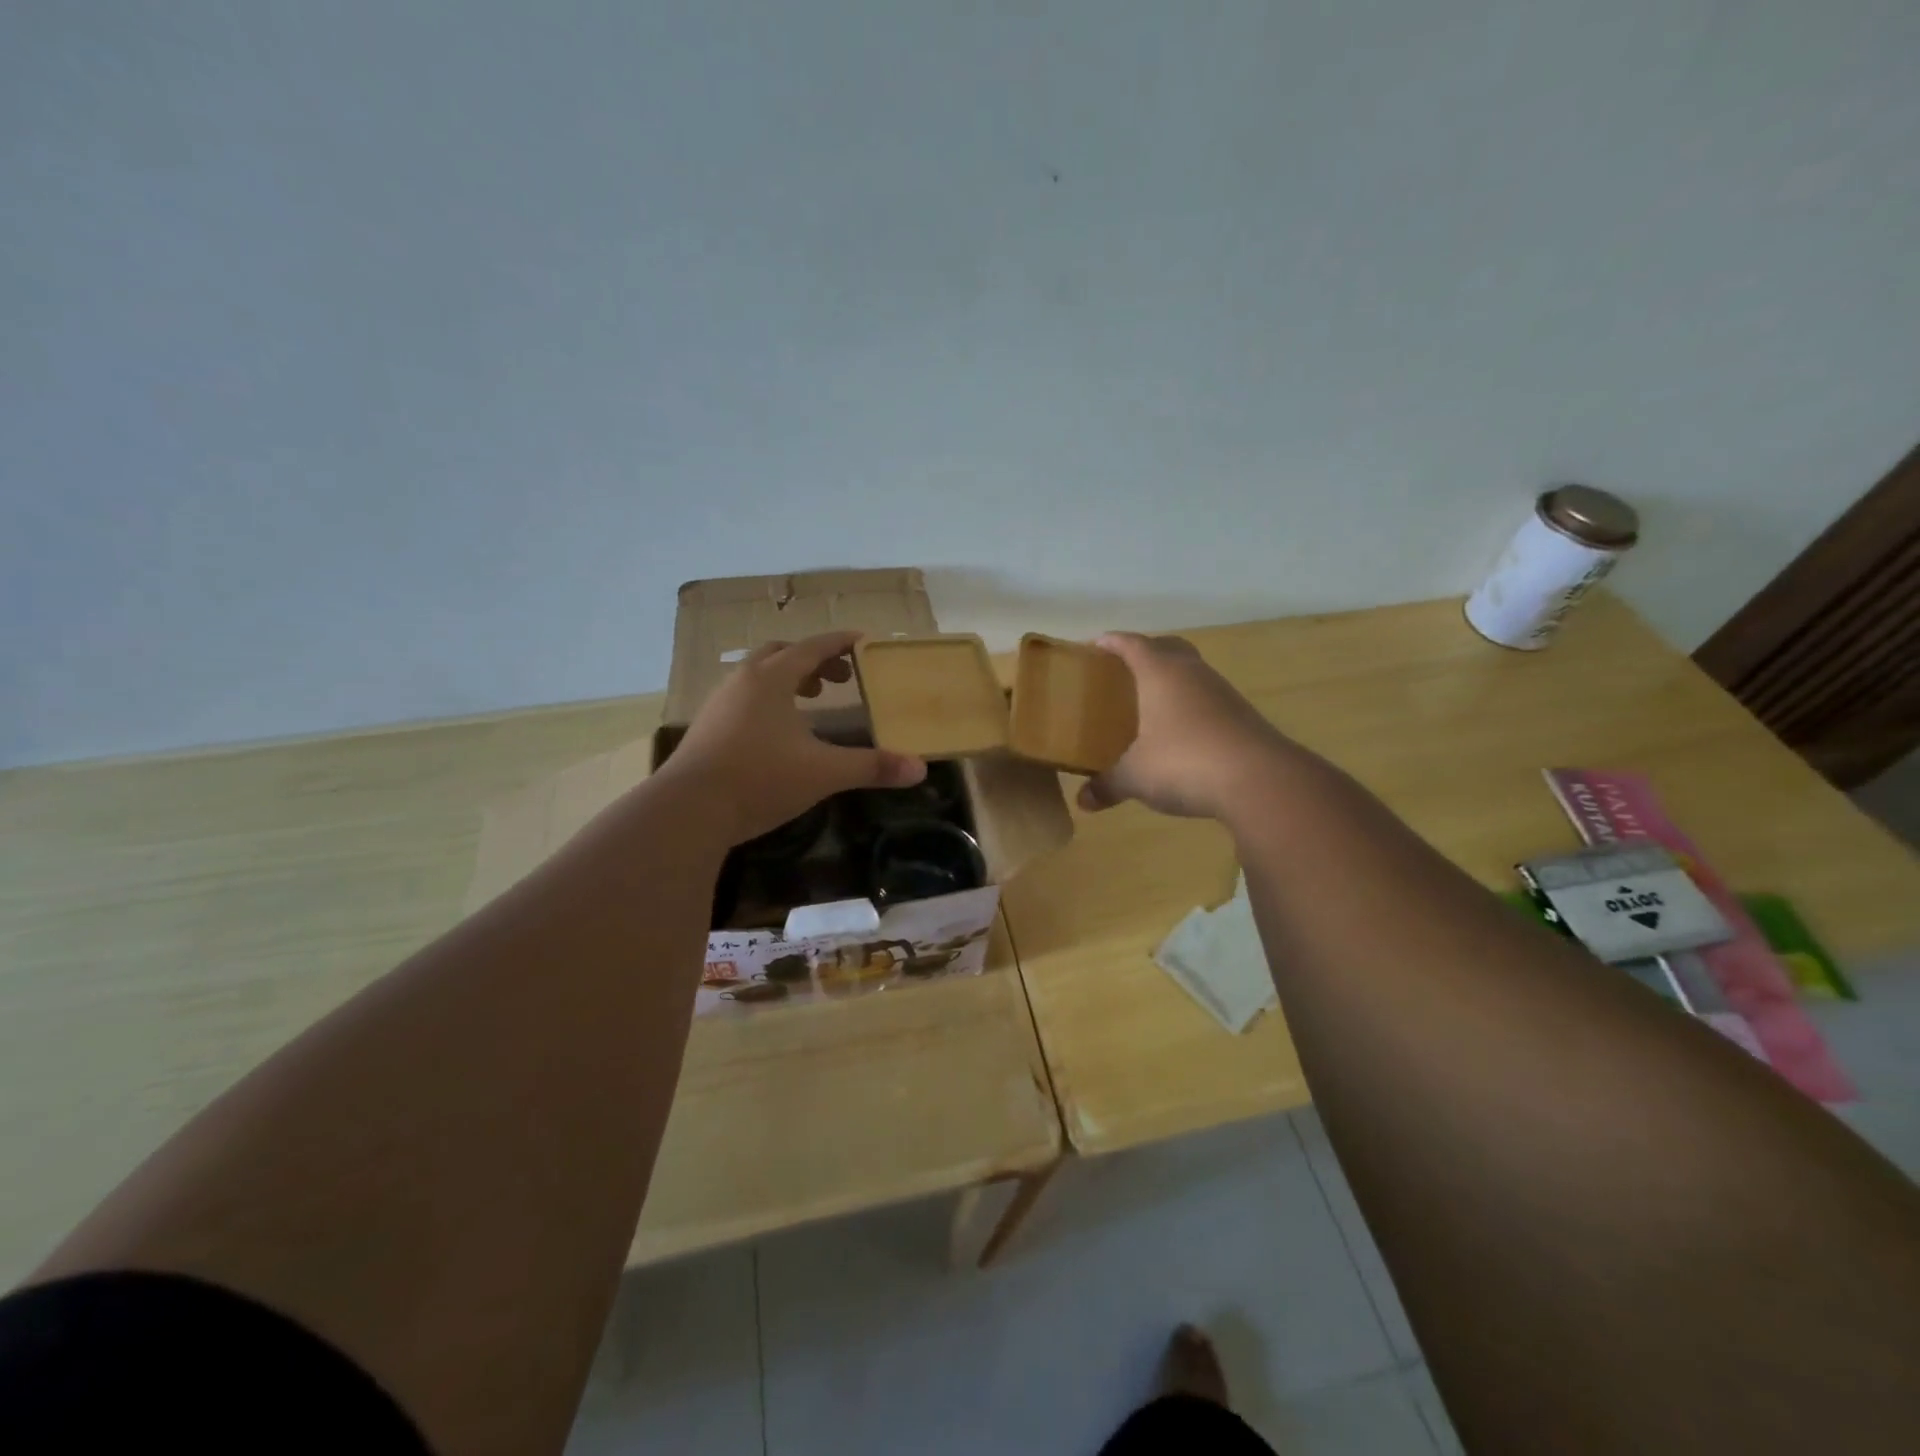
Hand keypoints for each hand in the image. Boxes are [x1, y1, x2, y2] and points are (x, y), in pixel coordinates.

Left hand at [664, 631, 926, 844]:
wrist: (688, 810)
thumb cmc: (760, 779)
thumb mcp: (824, 773)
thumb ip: (872, 767)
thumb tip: (919, 769)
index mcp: (772, 678)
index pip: (814, 647)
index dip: (842, 642)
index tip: (865, 640)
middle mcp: (743, 681)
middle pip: (782, 654)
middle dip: (814, 661)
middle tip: (840, 679)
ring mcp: (720, 703)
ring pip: (758, 676)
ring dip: (788, 680)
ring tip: (811, 702)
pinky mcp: (707, 728)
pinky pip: (744, 698)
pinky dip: (768, 701)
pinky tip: (778, 732)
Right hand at [1078, 633, 1287, 819]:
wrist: (1259, 780)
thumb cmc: (1184, 762)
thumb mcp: (1135, 777)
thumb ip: (1108, 786)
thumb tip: (1084, 801)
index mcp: (1160, 672)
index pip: (1132, 644)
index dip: (1112, 642)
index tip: (1095, 646)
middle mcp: (1192, 673)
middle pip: (1168, 647)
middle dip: (1146, 652)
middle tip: (1124, 671)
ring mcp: (1222, 693)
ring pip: (1192, 673)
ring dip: (1172, 681)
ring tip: (1151, 705)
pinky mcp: (1242, 716)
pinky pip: (1208, 700)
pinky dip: (1191, 707)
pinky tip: (1181, 734)